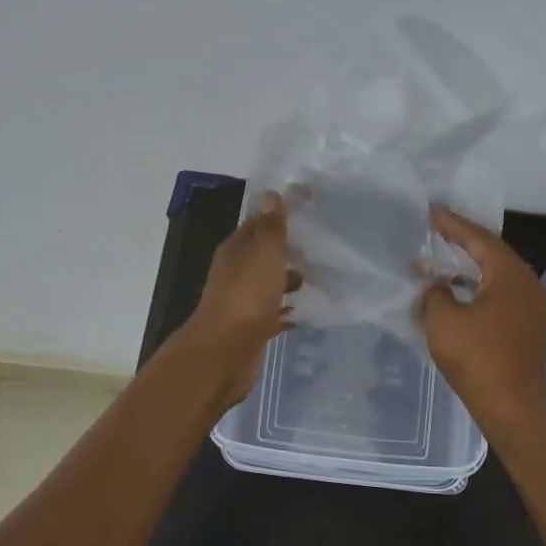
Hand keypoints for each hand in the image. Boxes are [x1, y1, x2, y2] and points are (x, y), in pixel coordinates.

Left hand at [178, 192, 301, 410]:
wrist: (225, 352)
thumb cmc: (246, 297)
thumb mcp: (263, 254)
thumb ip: (271, 227)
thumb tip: (271, 193)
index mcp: (235, 251)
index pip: (257, 224)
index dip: (279, 216)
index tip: (307, 211)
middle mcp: (236, 273)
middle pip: (263, 255)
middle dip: (287, 251)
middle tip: (320, 247)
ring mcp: (243, 302)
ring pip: (269, 285)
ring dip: (289, 281)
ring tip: (319, 278)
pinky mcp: (252, 328)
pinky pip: (274, 314)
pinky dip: (288, 311)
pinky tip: (307, 313)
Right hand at [419, 205, 545, 435]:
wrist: (514, 408)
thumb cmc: (478, 360)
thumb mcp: (444, 321)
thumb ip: (436, 293)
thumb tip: (439, 287)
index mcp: (510, 275)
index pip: (479, 238)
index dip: (452, 224)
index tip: (431, 210)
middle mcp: (527, 283)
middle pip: (491, 252)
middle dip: (462, 241)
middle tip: (436, 228)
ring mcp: (531, 306)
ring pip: (496, 275)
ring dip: (467, 267)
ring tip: (439, 260)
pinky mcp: (527, 326)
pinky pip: (500, 293)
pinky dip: (476, 287)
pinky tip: (455, 293)